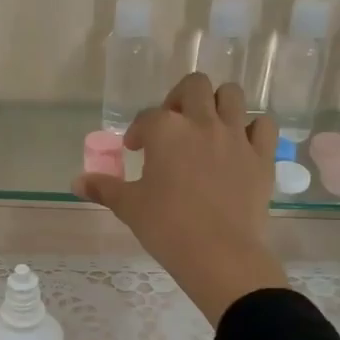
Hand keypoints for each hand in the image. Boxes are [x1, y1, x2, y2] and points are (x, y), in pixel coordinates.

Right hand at [73, 73, 287, 322]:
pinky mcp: (261, 156)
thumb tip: (76, 182)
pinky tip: (240, 144)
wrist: (219, 254)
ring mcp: (235, 136)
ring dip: (217, 102)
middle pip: (194, 86)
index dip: (138, 131)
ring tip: (207, 125)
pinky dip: (251, 128)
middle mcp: (202, 123)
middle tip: (173, 125)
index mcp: (166, 131)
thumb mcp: (129, 207)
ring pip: (231, 94)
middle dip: (180, 98)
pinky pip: (262, 125)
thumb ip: (104, 188)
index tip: (135, 150)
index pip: (147, 117)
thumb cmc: (167, 227)